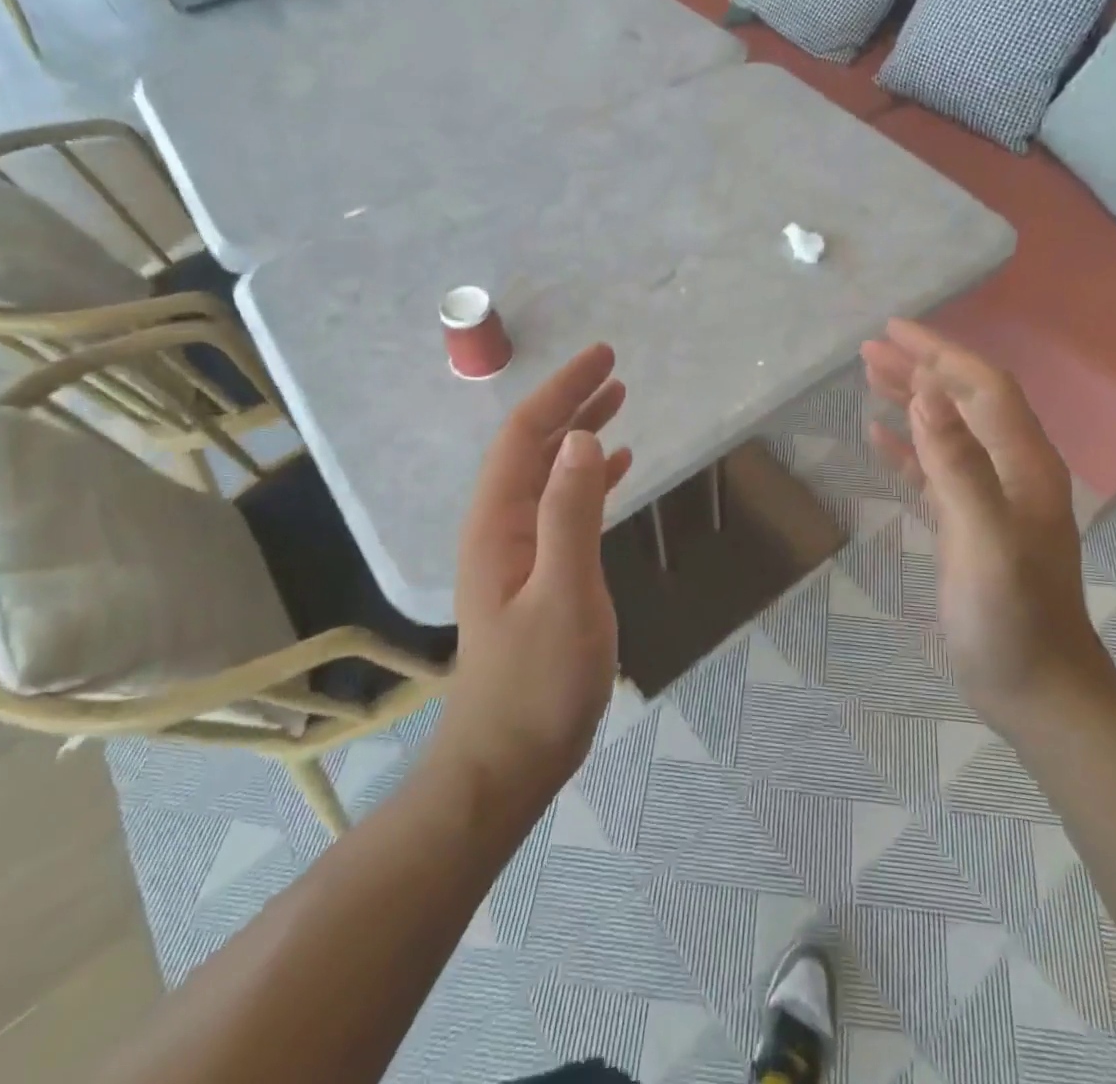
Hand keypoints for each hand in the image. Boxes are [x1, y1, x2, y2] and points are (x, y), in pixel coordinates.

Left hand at [438, 344, 632, 803]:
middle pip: (535, 446)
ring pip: (549, 473)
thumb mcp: (563, 593)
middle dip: (571, 402)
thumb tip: (583, 436)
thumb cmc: (538, 681)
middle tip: (614, 368)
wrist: (509, 759)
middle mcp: (502, 526)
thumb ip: (571, 513)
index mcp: (498, 522)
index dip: (562, 391)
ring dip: (580, 434)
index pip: (527, 435)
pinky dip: (589, 478)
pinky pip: (564, 506)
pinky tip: (615, 468)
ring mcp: (518, 550)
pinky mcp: (539, 572)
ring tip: (617, 402)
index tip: (603, 357)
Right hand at [860, 320, 1111, 734]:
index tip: (893, 330)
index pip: (982, 386)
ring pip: (949, 431)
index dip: (939, 353)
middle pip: (965, 401)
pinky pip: (937, 470)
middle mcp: (1013, 470)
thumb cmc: (1012, 619)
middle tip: (869, 349)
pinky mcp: (972, 524)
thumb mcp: (983, 540)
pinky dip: (909, 448)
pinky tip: (879, 438)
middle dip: (921, 369)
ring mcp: (993, 498)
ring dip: (912, 400)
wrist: (1038, 691)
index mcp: (1023, 464)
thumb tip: (926, 394)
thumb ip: (957, 465)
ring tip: (869, 377)